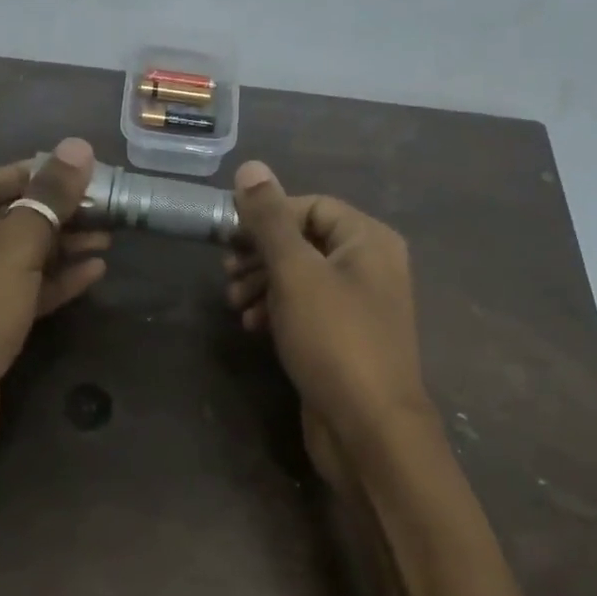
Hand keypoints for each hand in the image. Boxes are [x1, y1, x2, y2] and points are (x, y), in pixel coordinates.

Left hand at [0, 138, 107, 473]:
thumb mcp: (12, 249)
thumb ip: (47, 198)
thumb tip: (79, 146)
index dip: (38, 172)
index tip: (86, 173)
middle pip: (11, 215)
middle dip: (59, 211)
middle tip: (109, 209)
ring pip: (22, 255)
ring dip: (63, 246)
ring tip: (111, 238)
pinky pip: (25, 289)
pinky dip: (56, 280)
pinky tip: (95, 273)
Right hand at [223, 161, 433, 486]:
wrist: (368, 428)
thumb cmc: (334, 339)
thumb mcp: (296, 272)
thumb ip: (270, 219)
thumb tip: (251, 166)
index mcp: (368, 240)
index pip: (312, 206)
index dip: (269, 216)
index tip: (230, 237)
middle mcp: (370, 266)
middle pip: (305, 241)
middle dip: (261, 254)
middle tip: (227, 273)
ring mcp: (358, 306)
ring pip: (302, 278)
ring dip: (263, 284)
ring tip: (234, 304)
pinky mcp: (343, 339)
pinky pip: (306, 310)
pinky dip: (277, 311)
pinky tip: (252, 327)